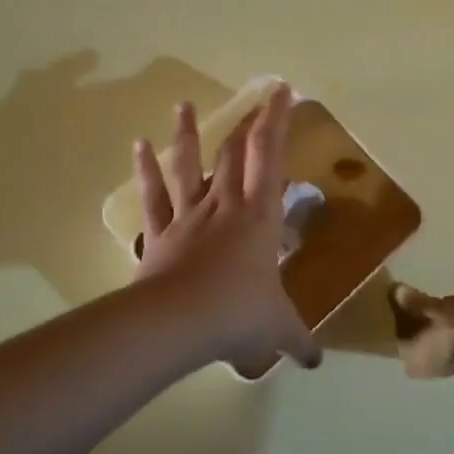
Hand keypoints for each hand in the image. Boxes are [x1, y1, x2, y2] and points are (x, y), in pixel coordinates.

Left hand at [132, 87, 320, 371]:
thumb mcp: (278, 330)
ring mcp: (189, 217)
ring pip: (189, 165)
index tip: (281, 91)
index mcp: (259, 217)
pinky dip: (145, 169)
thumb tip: (315, 362)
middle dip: (247, 122)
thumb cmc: (238, 315)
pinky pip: (153, 195)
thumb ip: (298, 342)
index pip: (270, 158)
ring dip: (187, 134)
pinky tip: (138, 144)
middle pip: (235, 153)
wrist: (177, 324)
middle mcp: (225, 206)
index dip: (276, 122)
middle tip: (254, 97)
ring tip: (183, 104)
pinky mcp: (160, 233)